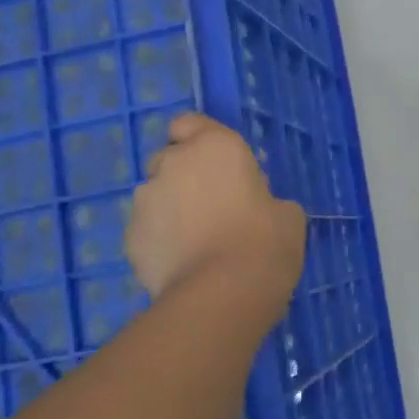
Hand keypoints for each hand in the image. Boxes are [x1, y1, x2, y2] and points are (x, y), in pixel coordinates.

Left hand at [127, 113, 305, 304]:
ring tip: (195, 242)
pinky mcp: (130, 237)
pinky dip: (160, 240)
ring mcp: (145, 200)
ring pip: (155, 195)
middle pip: (170, 158)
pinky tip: (182, 264)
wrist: (221, 295)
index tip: (217, 165)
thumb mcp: (287, 216)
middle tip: (211, 205)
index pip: (189, 122)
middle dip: (184, 175)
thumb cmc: (265, 244)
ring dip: (170, 208)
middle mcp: (173, 163)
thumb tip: (259, 209)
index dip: (198, 139)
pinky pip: (147, 230)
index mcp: (214, 147)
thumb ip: (267, 200)